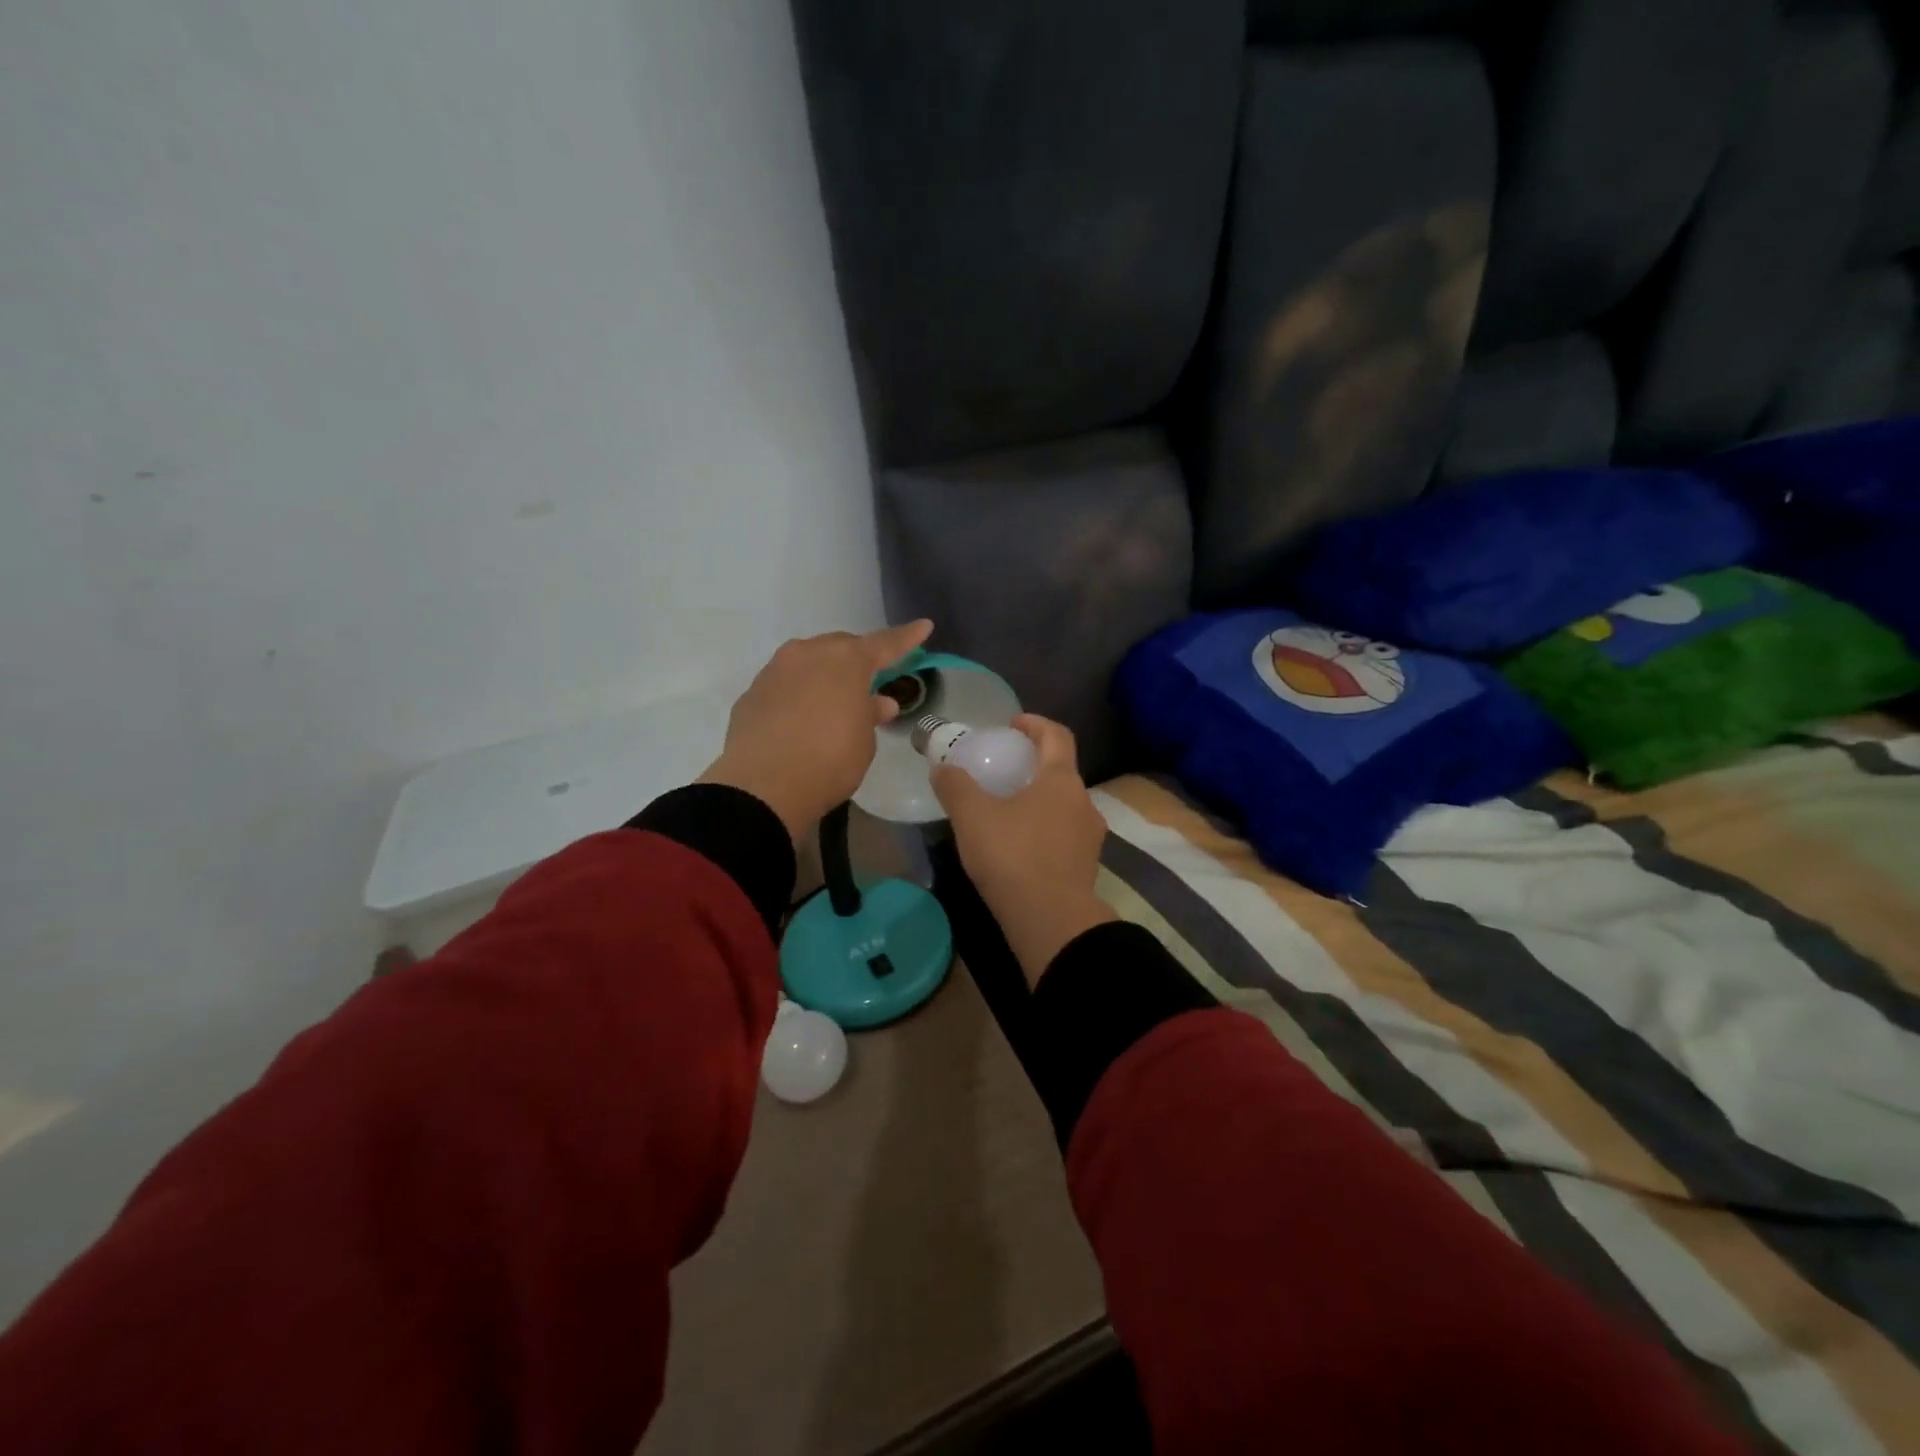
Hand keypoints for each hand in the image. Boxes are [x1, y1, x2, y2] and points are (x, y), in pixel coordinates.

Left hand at [700, 620, 933, 842]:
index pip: (884, 644)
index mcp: (846, 660)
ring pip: (808, 663)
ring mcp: (775, 670)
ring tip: (833, 701)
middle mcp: (808, 654)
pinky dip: (798, 695)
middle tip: (869, 680)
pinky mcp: (752, 693)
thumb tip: (878, 702)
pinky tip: (801, 718)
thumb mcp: (864, 742)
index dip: (906, 638)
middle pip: (840, 648)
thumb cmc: (830, 760)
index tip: (924, 626)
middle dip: (857, 660)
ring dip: (824, 676)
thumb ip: (871, 715)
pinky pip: (784, 685)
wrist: (763, 786)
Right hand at [933, 714, 1116, 986]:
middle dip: (1034, 766)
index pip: (1057, 736)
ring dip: (1040, 800)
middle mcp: (1084, 802)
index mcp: (1061, 780)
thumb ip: (955, 786)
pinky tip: (1020, 846)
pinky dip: (1045, 829)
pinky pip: (1065, 835)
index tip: (1013, 725)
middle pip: (1061, 771)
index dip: (1035, 724)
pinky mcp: (1087, 866)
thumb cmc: (1013, 856)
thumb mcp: (972, 816)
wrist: (1051, 920)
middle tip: (1004, 771)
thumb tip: (942, 768)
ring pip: (1064, 805)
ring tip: (1008, 811)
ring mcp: (1090, 836)